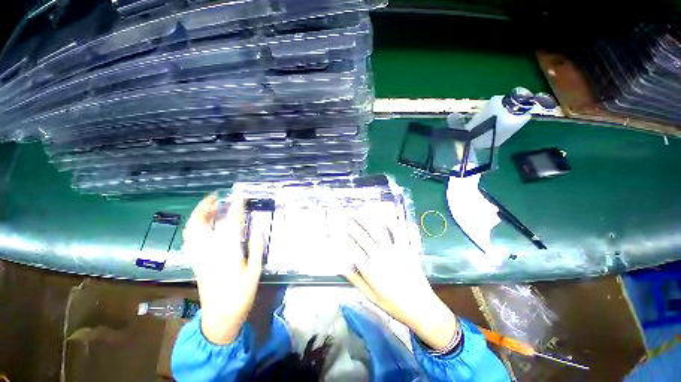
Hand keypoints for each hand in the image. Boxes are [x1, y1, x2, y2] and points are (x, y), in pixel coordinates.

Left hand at [182, 194, 263, 343]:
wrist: (220, 317)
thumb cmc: (241, 294)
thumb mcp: (255, 271)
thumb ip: (256, 247)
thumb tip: (259, 228)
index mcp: (228, 251)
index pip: (231, 223)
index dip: (236, 207)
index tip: (240, 196)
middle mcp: (210, 251)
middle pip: (201, 224)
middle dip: (206, 207)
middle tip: (215, 197)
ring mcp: (199, 257)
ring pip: (191, 231)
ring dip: (198, 216)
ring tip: (208, 207)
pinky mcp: (196, 262)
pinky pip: (190, 240)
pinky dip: (194, 228)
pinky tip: (201, 225)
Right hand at [341, 213, 458, 350]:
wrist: (421, 308)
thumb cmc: (393, 304)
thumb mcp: (370, 296)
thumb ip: (355, 279)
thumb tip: (340, 265)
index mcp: (370, 270)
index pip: (351, 249)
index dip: (342, 237)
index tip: (336, 229)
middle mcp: (380, 257)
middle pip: (362, 236)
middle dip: (351, 223)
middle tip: (344, 214)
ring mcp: (394, 251)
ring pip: (377, 230)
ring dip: (366, 219)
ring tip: (358, 211)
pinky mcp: (406, 248)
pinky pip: (397, 231)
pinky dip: (390, 221)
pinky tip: (382, 214)